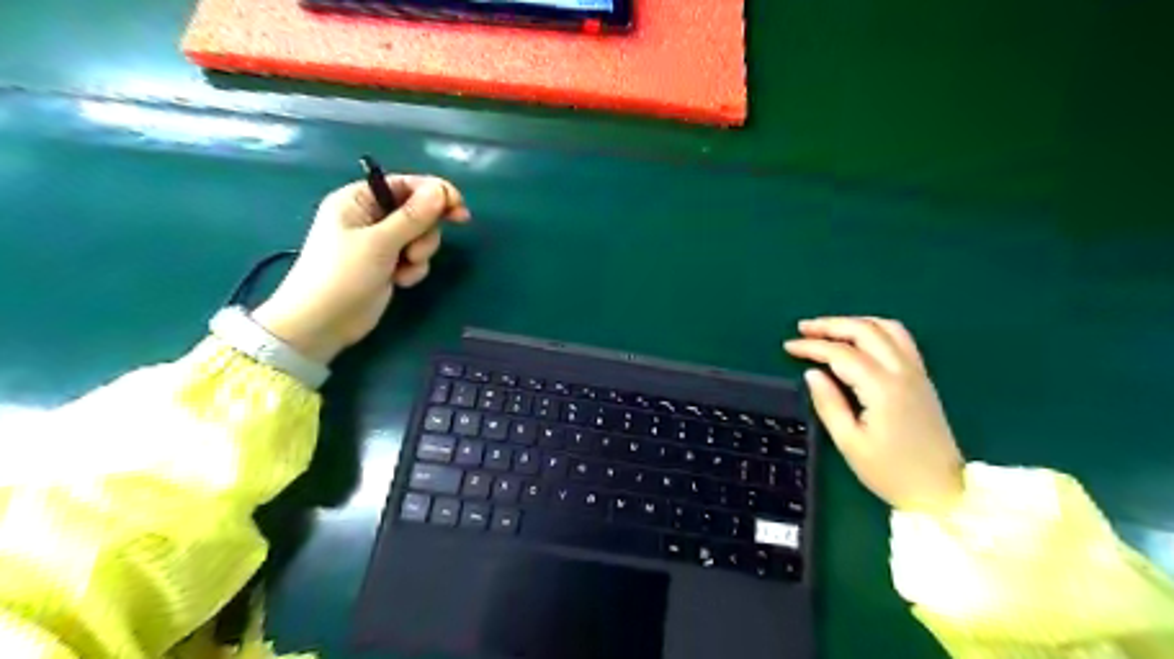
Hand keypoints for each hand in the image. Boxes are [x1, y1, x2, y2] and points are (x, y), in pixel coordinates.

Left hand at [255, 176, 469, 362]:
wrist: (323, 323)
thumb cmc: (342, 274)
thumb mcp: (380, 242)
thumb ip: (413, 216)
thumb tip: (441, 190)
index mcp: (359, 200)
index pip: (405, 185)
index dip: (435, 193)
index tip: (459, 209)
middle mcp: (370, 216)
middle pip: (418, 211)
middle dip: (424, 233)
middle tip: (417, 252)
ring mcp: (380, 242)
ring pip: (420, 237)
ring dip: (419, 253)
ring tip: (403, 269)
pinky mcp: (388, 264)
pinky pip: (415, 258)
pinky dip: (413, 269)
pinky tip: (399, 281)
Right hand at [783, 316, 967, 512]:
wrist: (942, 490)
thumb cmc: (891, 472)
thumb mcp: (850, 443)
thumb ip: (829, 404)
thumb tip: (812, 374)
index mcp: (882, 389)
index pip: (841, 354)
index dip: (812, 347)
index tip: (788, 347)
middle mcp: (902, 372)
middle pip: (865, 331)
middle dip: (831, 325)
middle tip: (803, 328)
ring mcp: (916, 372)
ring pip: (886, 328)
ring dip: (854, 323)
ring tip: (829, 329)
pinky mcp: (922, 378)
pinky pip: (901, 339)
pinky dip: (876, 329)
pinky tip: (860, 338)